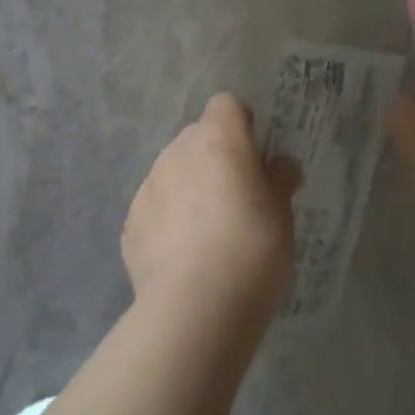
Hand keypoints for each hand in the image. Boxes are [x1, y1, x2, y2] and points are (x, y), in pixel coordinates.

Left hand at [122, 93, 301, 326]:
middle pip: (198, 138)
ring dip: (190, 188)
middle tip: (237, 198)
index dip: (242, 125)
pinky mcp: (131, 223)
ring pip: (174, 172)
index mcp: (218, 139)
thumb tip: (279, 164)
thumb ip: (279, 180)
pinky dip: (168, 221)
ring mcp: (149, 186)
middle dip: (216, 158)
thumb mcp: (283, 214)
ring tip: (208, 234)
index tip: (256, 157)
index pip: (227, 105)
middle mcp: (178, 152)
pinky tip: (183, 257)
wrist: (195, 309)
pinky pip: (155, 208)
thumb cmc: (252, 250)